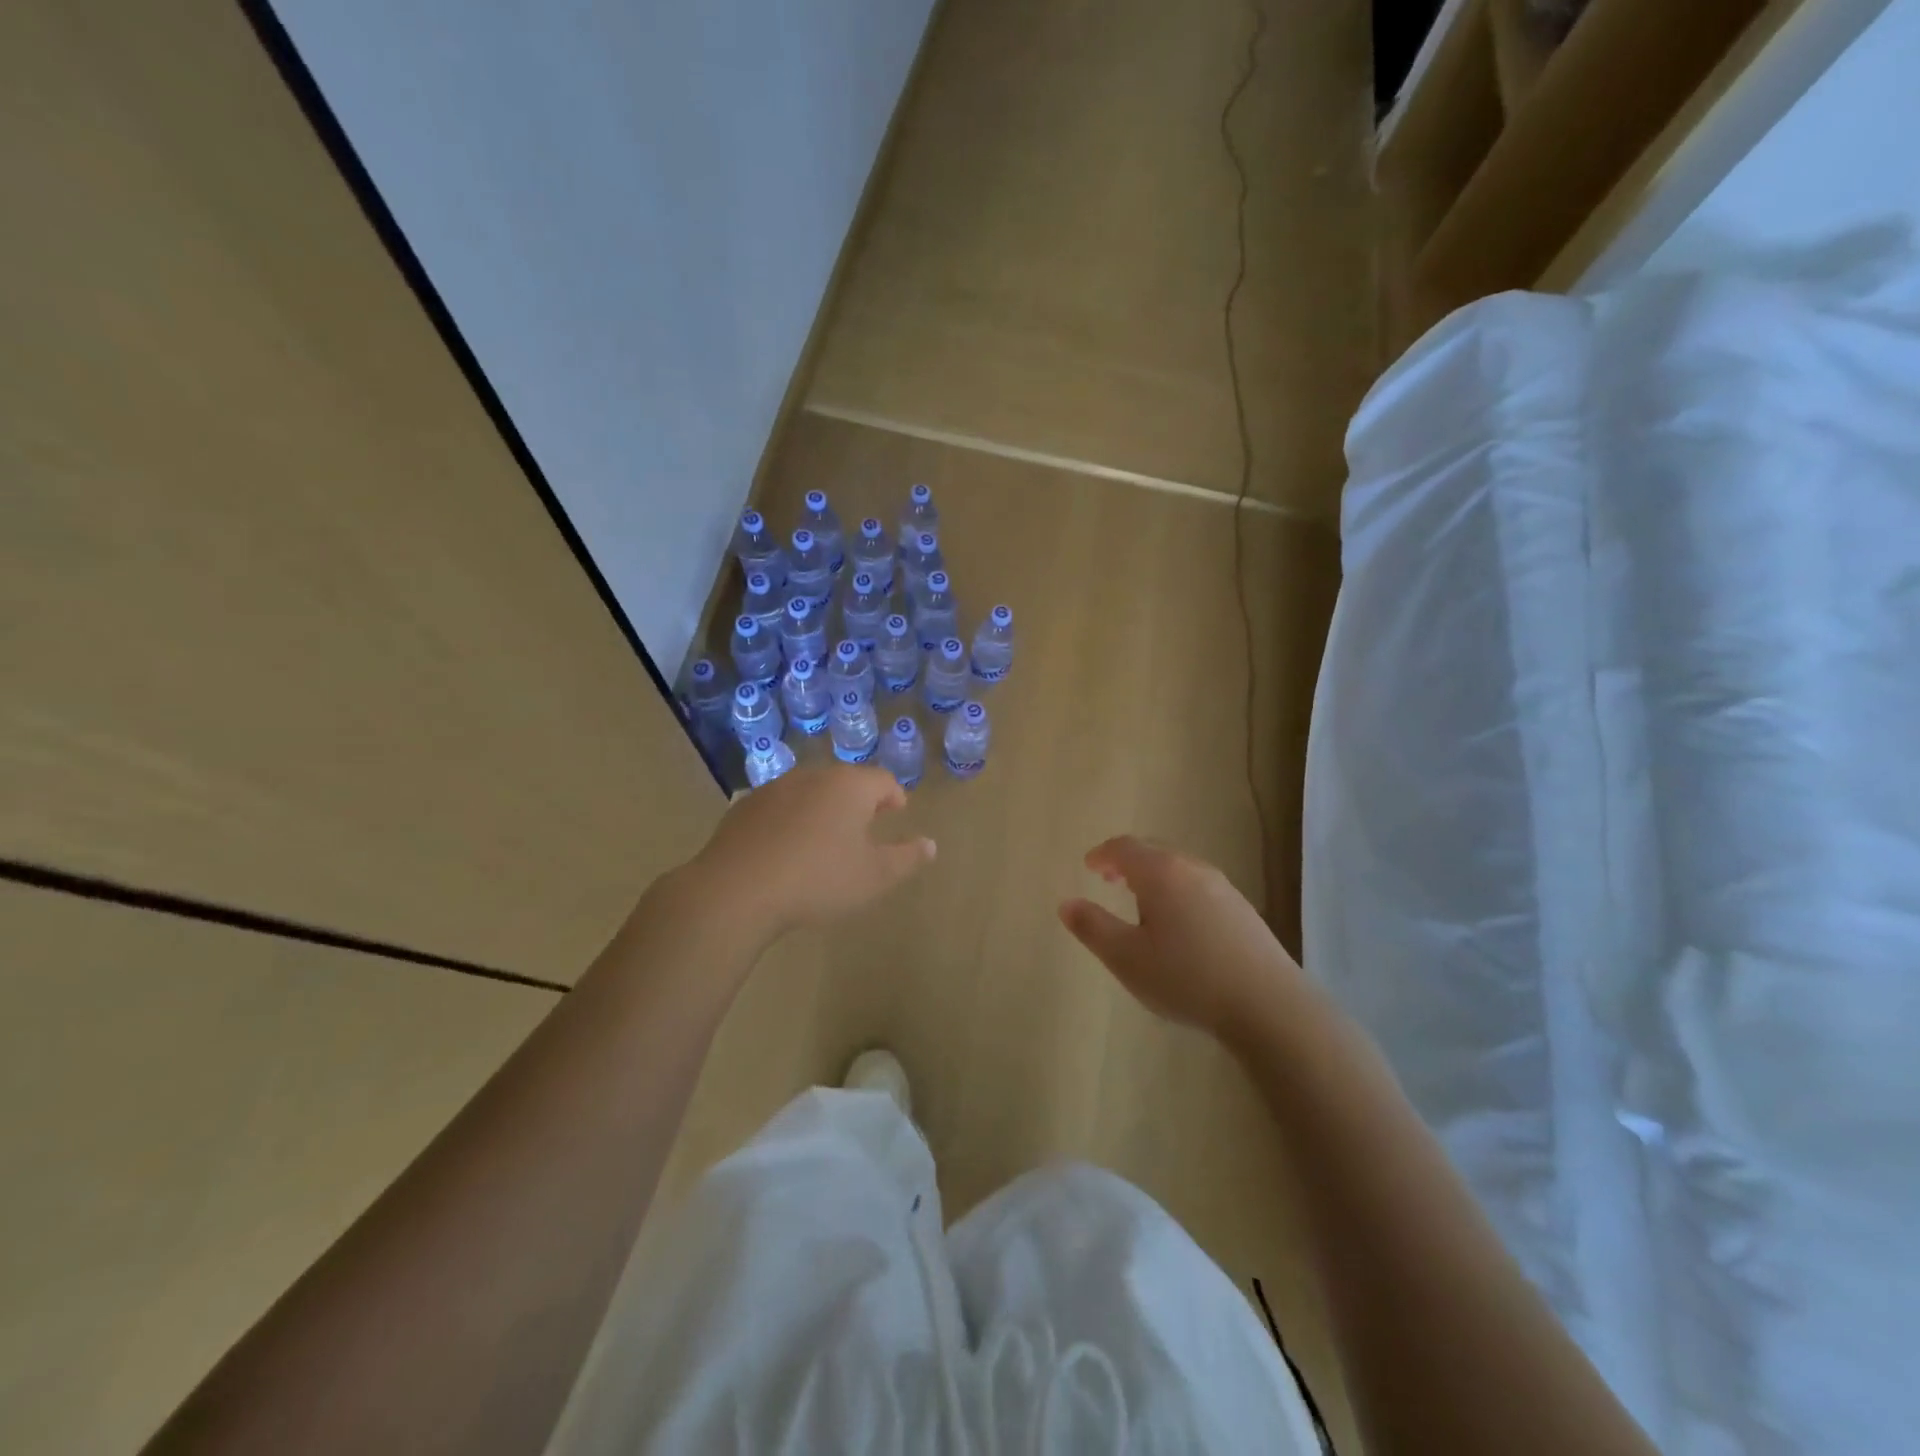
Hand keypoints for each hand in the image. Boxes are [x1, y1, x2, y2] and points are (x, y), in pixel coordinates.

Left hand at [690, 765, 933, 938]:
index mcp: (849, 787)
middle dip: (859, 800)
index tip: (897, 812)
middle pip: (845, 781)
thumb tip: (931, 844)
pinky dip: (791, 819)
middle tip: (866, 824)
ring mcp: (774, 789)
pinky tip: (787, 848)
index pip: (882, 780)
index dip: (894, 796)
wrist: (736, 890)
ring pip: (810, 791)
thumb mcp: (874, 876)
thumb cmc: (818, 879)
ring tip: (826, 837)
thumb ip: (907, 858)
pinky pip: (779, 807)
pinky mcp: (744, 808)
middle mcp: (812, 777)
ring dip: (823, 808)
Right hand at [1059, 836, 1306, 1040]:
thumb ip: (1092, 927)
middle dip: (1127, 863)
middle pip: (1154, 852)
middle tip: (1110, 880)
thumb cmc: (1186, 977)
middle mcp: (1193, 869)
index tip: (1089, 866)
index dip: (1102, 854)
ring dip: (1154, 878)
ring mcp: (1224, 888)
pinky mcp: (1243, 910)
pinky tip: (1179, 926)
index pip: (1125, 847)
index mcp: (1161, 873)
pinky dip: (1177, 892)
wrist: (1268, 1004)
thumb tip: (1066, 904)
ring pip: (1179, 870)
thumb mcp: (1126, 958)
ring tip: (1141, 904)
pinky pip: (1199, 888)